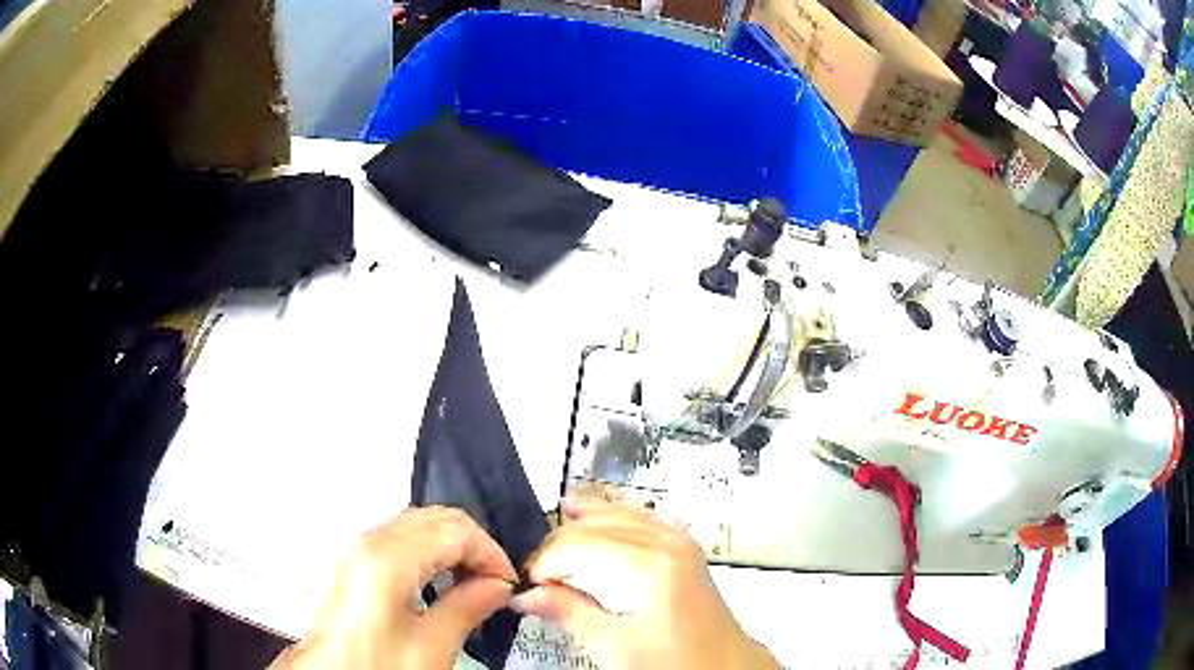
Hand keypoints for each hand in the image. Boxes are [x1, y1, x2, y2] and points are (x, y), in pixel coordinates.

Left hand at [271, 507, 515, 669]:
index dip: (490, 553)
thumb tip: (498, 586)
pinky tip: (443, 582)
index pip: (456, 529)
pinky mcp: (358, 563)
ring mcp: (361, 549)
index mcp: (389, 557)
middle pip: (438, 518)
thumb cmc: (378, 665)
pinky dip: (433, 552)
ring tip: (474, 585)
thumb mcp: (431, 647)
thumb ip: (467, 608)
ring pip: (421, 524)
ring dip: (454, 547)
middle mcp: (371, 541)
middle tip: (495, 584)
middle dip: (474, 545)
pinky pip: (405, 539)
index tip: (507, 585)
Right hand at [511, 499, 777, 668]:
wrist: (722, 665)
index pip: (577, 544)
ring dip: (580, 526)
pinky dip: (609, 518)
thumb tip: (526, 595)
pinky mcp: (683, 545)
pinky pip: (638, 518)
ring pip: (616, 513)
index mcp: (649, 565)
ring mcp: (679, 539)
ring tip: (550, 544)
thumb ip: (568, 612)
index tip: (528, 585)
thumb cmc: (672, 663)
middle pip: (594, 524)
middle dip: (558, 545)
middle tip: (536, 575)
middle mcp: (666, 541)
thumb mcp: (614, 647)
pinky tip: (591, 519)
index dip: (544, 561)